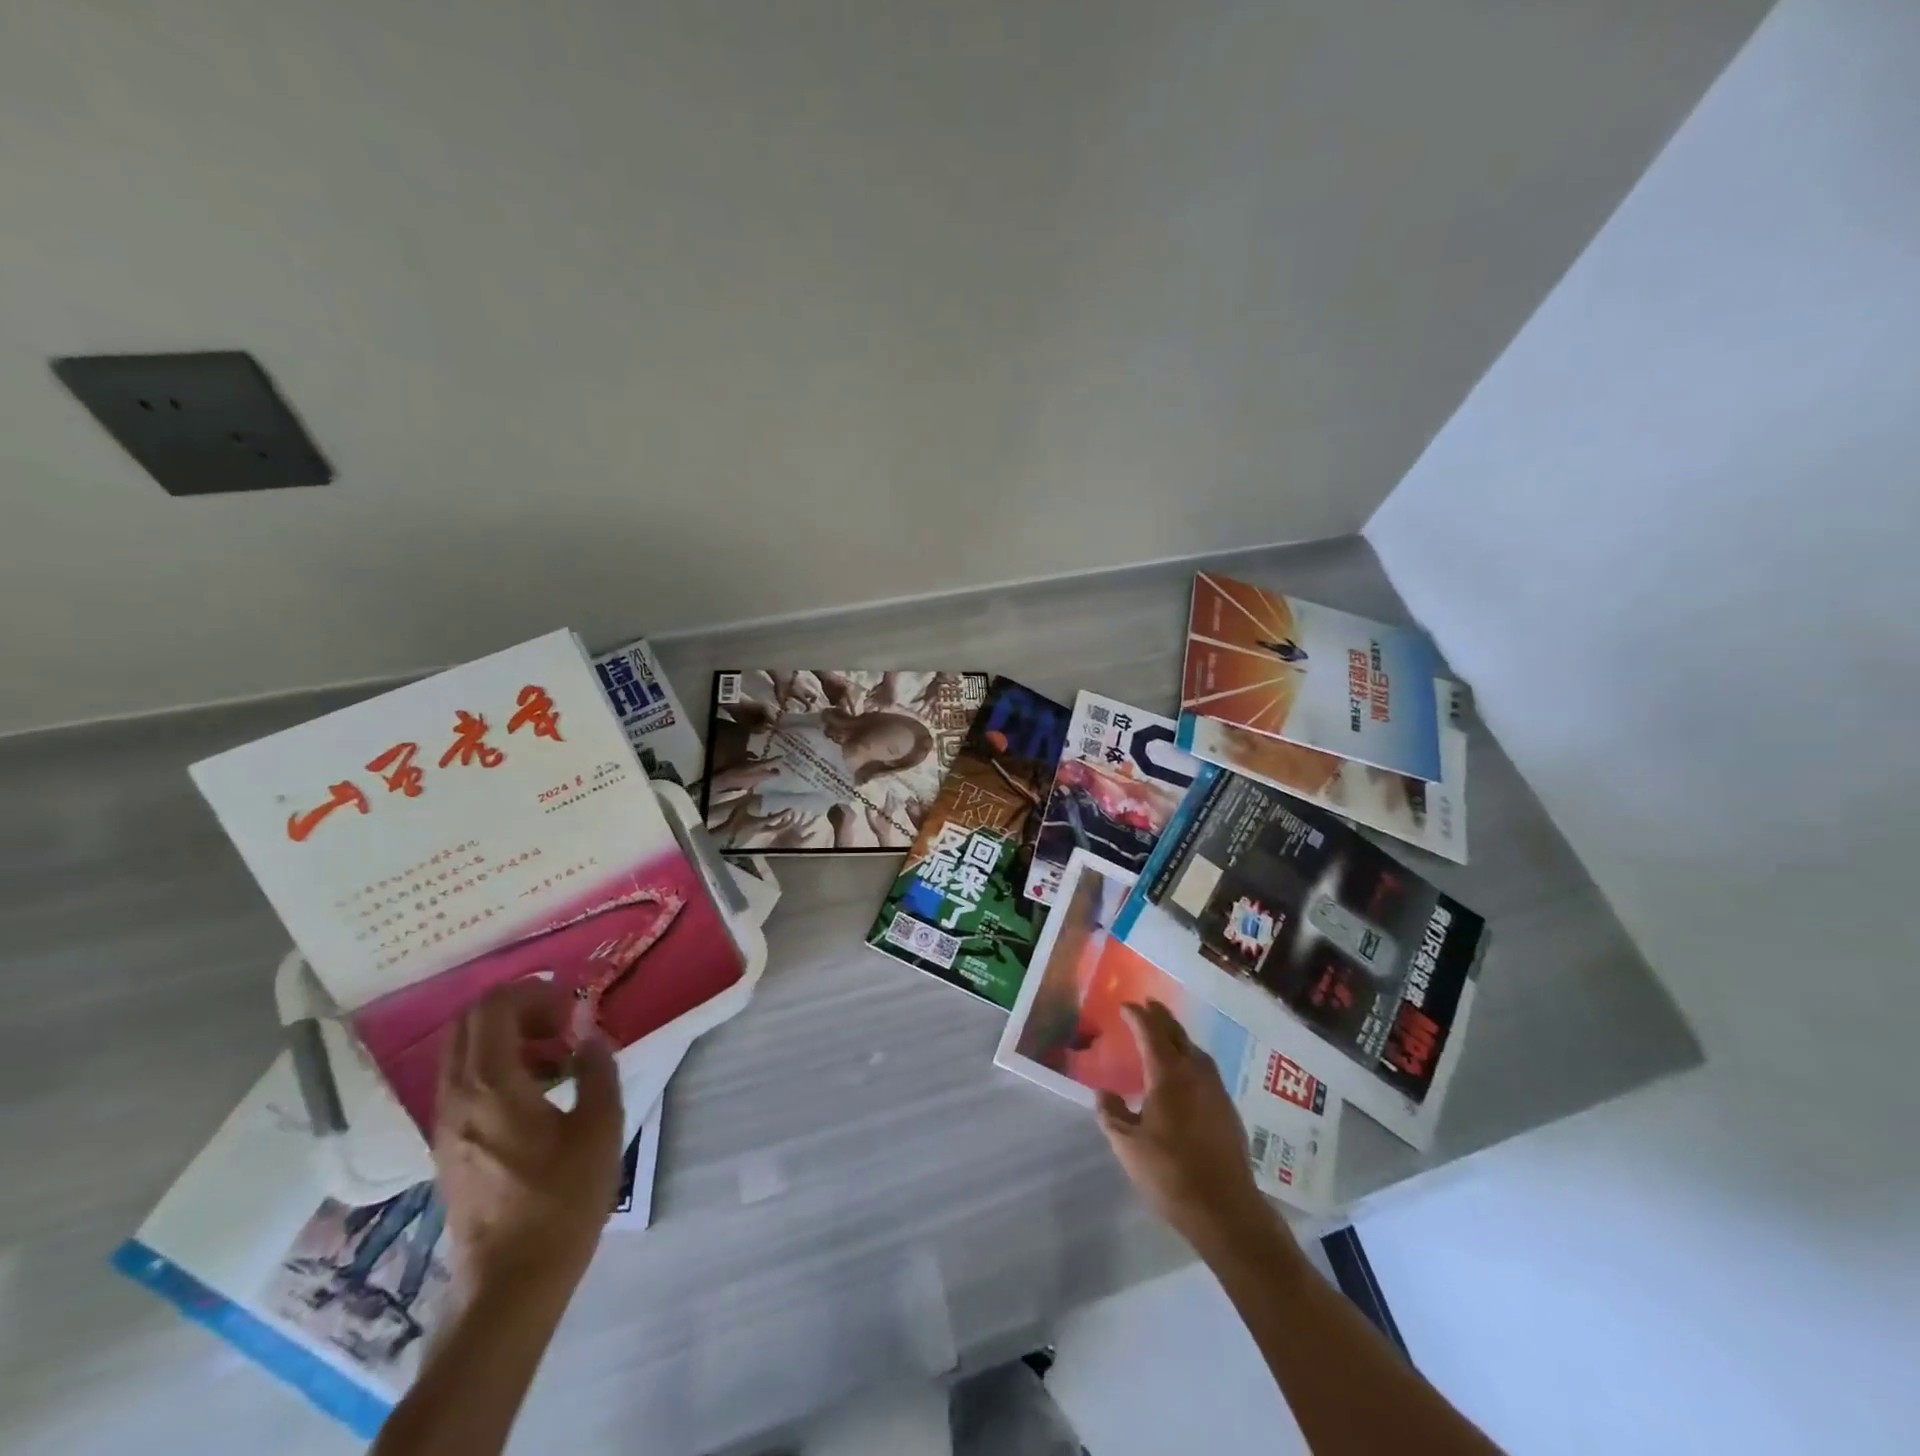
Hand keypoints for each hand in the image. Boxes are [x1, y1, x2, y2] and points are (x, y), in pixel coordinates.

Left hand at [433, 981, 624, 1296]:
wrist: (510, 1285)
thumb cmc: (561, 1201)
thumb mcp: (600, 1128)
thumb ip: (598, 1069)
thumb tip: (591, 1035)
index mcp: (491, 1085)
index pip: (493, 1006)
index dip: (536, 992)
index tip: (574, 1009)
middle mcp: (457, 1096)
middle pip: (471, 1021)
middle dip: (520, 1008)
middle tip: (565, 1024)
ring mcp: (445, 1123)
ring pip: (465, 1050)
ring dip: (510, 1037)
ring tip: (559, 1059)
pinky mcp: (448, 1145)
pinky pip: (466, 1080)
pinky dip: (499, 1066)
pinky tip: (540, 1092)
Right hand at [1097, 1001, 1272, 1253]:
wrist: (1226, 1209)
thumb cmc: (1170, 1173)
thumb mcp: (1127, 1145)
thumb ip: (1112, 1114)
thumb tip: (1104, 1093)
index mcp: (1168, 1074)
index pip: (1150, 1032)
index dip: (1136, 1016)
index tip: (1124, 1006)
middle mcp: (1195, 1072)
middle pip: (1176, 1034)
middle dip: (1160, 1017)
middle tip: (1147, 1005)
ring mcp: (1216, 1090)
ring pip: (1195, 1050)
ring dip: (1178, 1036)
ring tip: (1165, 1035)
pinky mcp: (1228, 1109)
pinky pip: (1205, 1069)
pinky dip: (1190, 1058)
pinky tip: (1185, 1073)